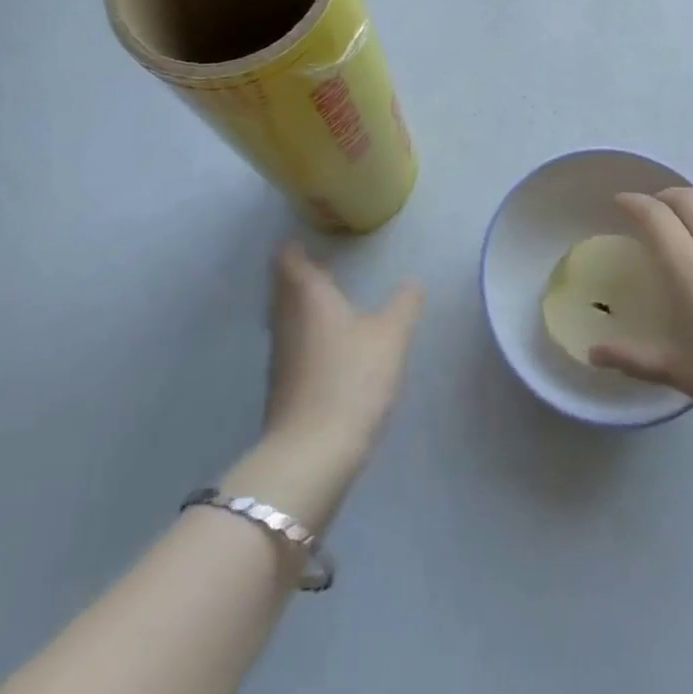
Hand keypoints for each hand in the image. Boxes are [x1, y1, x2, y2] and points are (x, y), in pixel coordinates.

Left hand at [262, 242, 423, 466]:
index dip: (294, 248)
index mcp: (308, 295)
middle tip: (320, 268)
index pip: (288, 259)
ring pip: (284, 316)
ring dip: (299, 306)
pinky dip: (302, 335)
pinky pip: (289, 345)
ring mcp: (279, 354)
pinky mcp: (280, 386)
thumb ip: (404, 305)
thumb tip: (413, 282)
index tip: (305, 241)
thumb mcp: (390, 337)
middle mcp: (286, 318)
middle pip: (281, 287)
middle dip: (297, 276)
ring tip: (326, 303)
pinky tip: (325, 347)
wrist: (312, 452)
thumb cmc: (352, 379)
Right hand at [590, 189, 692, 447]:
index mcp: (690, 266)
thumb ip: (634, 358)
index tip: (619, 202)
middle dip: (664, 196)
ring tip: (686, 227)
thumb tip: (593, 354)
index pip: (654, 215)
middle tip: (650, 211)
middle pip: (688, 199)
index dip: (633, 202)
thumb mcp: (682, 372)